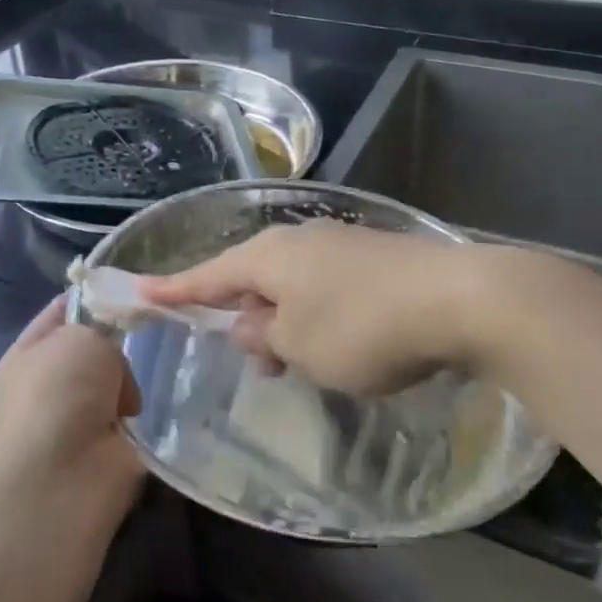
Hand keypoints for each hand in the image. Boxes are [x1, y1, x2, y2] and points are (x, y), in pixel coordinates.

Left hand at [0, 296, 144, 511]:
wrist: (64, 476)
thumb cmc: (60, 392)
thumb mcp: (79, 336)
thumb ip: (102, 331)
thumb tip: (114, 375)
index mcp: (31, 352)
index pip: (65, 310)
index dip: (95, 296)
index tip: (133, 287)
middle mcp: (54, 384)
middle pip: (98, 346)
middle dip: (125, 338)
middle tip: (157, 325)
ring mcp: (83, 418)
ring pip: (122, 381)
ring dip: (140, 378)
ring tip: (164, 365)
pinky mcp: (112, 448)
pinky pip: (140, 416)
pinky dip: (153, 411)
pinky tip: (168, 399)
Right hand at [140, 222, 504, 396]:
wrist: (461, 298)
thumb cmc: (364, 327)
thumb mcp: (302, 346)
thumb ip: (266, 336)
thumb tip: (248, 324)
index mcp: (270, 256)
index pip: (207, 275)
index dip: (173, 289)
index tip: (140, 293)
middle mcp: (299, 239)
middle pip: (252, 277)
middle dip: (243, 317)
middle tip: (255, 362)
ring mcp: (340, 244)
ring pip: (292, 285)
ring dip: (285, 322)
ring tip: (298, 362)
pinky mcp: (374, 257)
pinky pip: (325, 287)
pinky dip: (317, 315)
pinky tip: (339, 343)